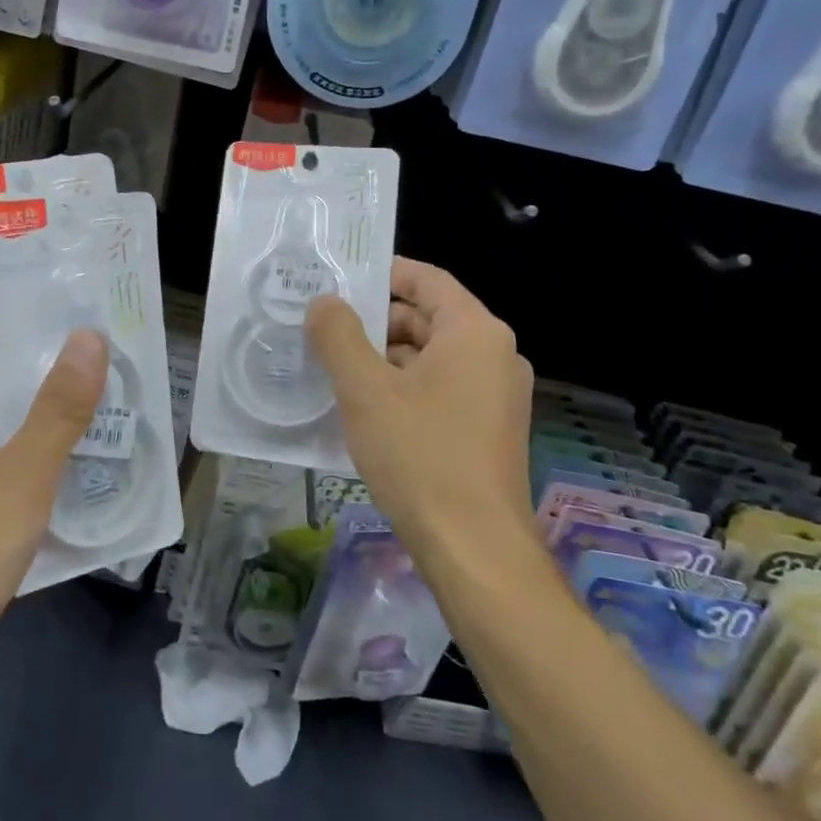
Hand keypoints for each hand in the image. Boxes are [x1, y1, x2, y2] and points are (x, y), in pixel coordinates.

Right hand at [305, 259, 536, 580]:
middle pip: (427, 318)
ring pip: (430, 357)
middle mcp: (495, 355)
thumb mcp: (365, 390)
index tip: (339, 279)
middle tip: (324, 329)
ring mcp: (496, 395)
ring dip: (383, 358)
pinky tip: (363, 408)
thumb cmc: (420, 455)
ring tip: (334, 369)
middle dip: (375, 321)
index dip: (383, 272)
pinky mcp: (487, 428)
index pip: (427, 279)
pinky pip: (440, 388)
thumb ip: (338, 335)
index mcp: (475, 332)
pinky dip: (402, 387)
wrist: (474, 548)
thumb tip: (324, 302)